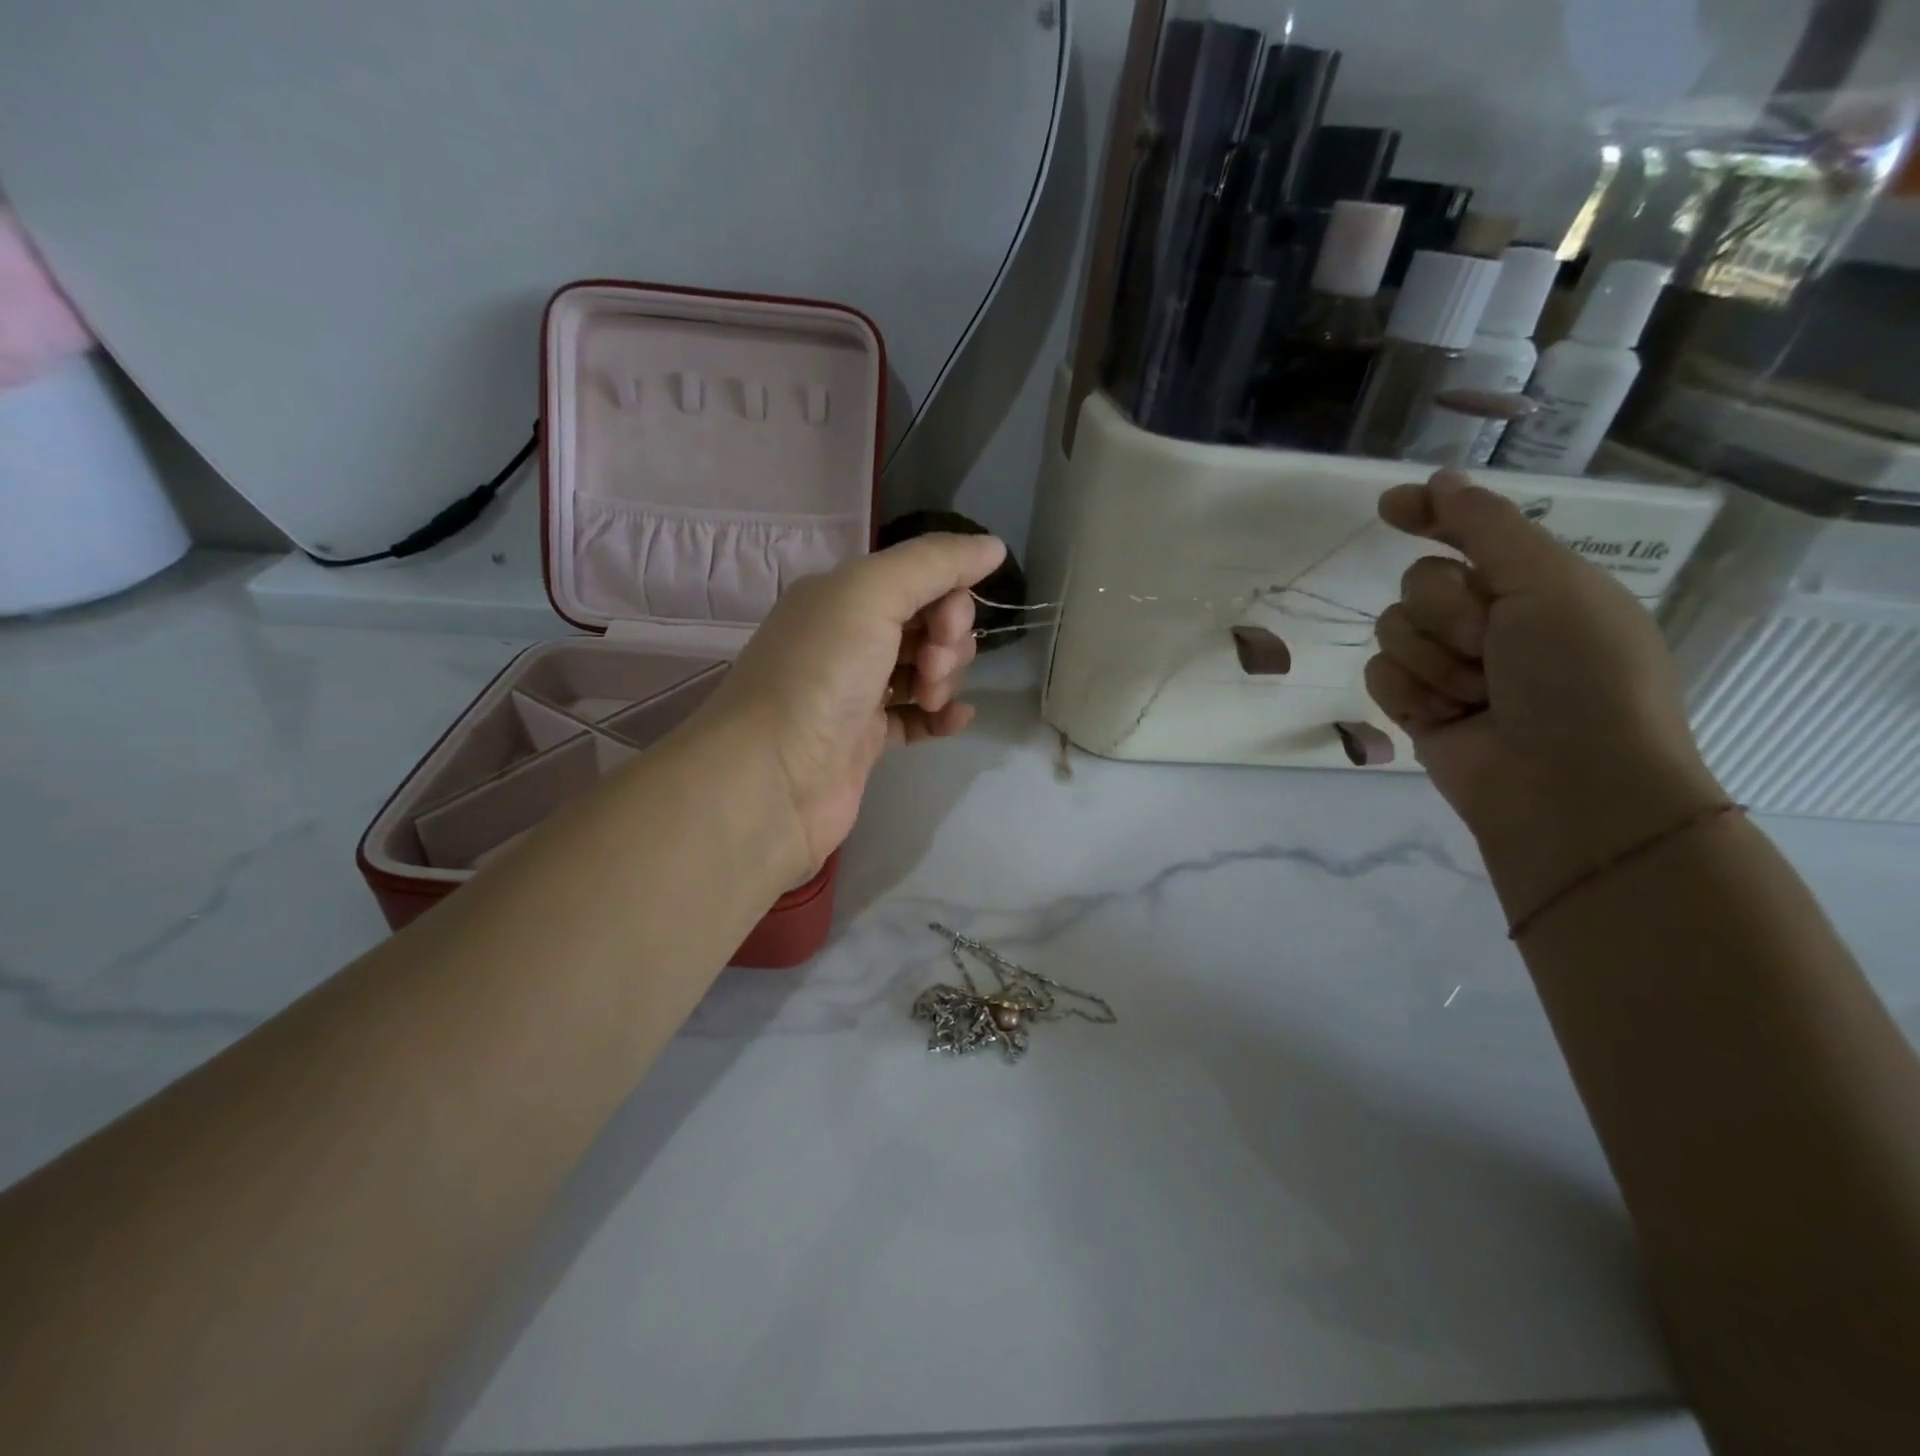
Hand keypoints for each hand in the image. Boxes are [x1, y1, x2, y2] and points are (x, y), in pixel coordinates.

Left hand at [698, 532, 1006, 875]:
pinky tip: (956, 721)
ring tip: (931, 699)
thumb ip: (935, 563)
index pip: (920, 577)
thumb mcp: (872, 595)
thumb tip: (993, 546)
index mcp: (842, 594)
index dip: (950, 598)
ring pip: (926, 669)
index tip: (947, 628)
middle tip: (932, 667)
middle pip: (928, 623)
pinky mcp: (865, 739)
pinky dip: (940, 716)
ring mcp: (856, 690)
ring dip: (944, 678)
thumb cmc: (821, 674)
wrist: (772, 778)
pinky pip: (916, 717)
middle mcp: (847, 636)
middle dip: (948, 641)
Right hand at [1365, 470, 1723, 910]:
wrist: (1566, 786)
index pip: (1468, 533)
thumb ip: (1488, 528)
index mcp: (1536, 585)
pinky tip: (1443, 718)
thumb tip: (1439, 480)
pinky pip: (1379, 674)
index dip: (1429, 515)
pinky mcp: (1416, 707)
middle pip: (1419, 583)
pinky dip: (1409, 692)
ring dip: (1431, 659)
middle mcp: (1490, 622)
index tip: (1390, 507)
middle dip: (1448, 613)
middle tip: (1490, 646)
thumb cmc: (1581, 677)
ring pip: (1393, 630)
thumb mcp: (1550, 584)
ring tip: (1474, 695)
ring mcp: (1450, 668)